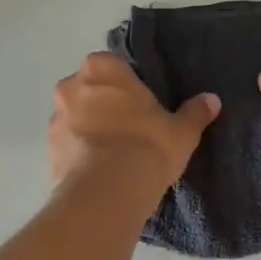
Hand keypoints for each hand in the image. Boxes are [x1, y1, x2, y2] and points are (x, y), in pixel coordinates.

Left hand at [50, 53, 219, 195]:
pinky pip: (68, 145)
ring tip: (114, 155)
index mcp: (103, 68)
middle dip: (106, 105)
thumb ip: (195, 112)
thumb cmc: (147, 146)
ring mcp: (55, 118)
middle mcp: (71, 86)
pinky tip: (100, 171)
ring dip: (90, 129)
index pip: (116, 67)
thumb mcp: (181, 131)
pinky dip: (80, 153)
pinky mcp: (48, 150)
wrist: (108, 192)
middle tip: (131, 129)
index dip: (130, 86)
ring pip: (76, 117)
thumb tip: (212, 100)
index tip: (144, 106)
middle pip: (91, 90)